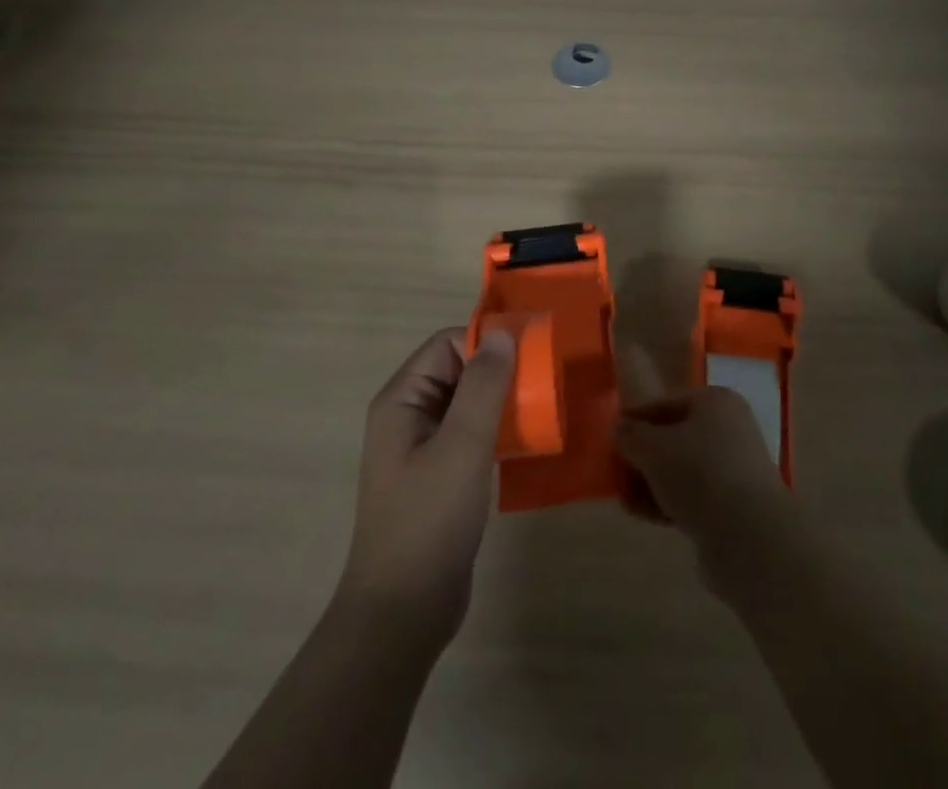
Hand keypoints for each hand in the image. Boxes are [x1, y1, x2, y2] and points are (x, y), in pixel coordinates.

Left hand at [337, 327, 515, 644]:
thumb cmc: (428, 521)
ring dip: (503, 400)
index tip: (531, 353)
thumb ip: (482, 386)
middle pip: (458, 370)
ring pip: (469, 403)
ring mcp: (424, 448)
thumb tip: (501, 332)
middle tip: (545, 380)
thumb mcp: (461, 446)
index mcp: (402, 400)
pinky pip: (472, 434)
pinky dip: (499, 429)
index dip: (486, 342)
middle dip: (500, 370)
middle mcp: (409, 416)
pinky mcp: (441, 476)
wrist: (403, 615)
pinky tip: (527, 439)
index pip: (447, 345)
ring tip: (543, 405)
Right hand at [615, 348, 793, 574]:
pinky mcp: (734, 506)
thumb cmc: (700, 474)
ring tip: (624, 499)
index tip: (610, 436)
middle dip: (643, 455)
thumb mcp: (654, 448)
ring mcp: (734, 469)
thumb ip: (631, 435)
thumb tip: (619, 428)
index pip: (666, 402)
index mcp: (715, 401)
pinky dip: (668, 502)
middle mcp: (729, 429)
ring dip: (652, 483)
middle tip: (616, 472)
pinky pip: (693, 496)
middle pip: (674, 436)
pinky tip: (643, 515)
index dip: (636, 418)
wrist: (750, 538)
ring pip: (682, 469)